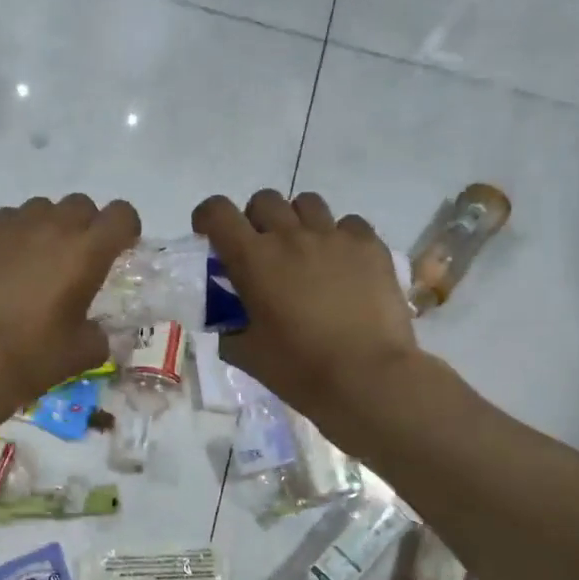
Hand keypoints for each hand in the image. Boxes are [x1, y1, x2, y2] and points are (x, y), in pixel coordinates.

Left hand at [0, 194, 140, 404]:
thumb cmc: (35, 355)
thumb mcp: (84, 351)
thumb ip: (99, 332)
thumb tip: (95, 329)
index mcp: (87, 251)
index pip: (121, 214)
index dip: (125, 229)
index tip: (118, 250)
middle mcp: (53, 226)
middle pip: (81, 204)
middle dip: (86, 226)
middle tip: (76, 259)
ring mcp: (13, 226)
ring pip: (42, 207)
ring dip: (48, 226)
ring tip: (38, 259)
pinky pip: (7, 219)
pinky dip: (14, 234)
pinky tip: (6, 263)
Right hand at [193, 190, 422, 422]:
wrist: (367, 378)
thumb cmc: (299, 370)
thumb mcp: (246, 354)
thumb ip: (229, 329)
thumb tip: (229, 322)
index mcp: (252, 259)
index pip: (217, 212)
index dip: (208, 218)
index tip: (211, 237)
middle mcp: (290, 236)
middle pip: (264, 201)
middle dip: (255, 220)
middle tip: (262, 252)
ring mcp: (334, 236)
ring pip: (307, 203)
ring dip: (297, 222)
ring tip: (305, 253)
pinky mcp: (370, 246)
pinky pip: (348, 223)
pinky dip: (339, 237)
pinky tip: (342, 265)